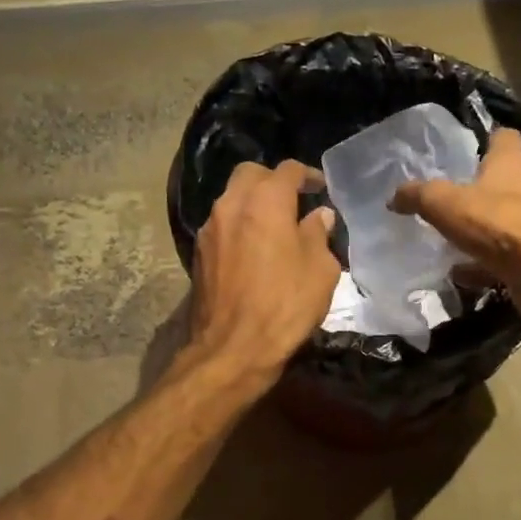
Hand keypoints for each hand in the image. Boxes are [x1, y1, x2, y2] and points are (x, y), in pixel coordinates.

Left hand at [189, 160, 339, 379]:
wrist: (234, 348)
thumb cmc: (286, 305)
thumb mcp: (321, 270)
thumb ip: (319, 235)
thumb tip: (319, 216)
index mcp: (265, 202)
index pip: (287, 170)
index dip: (307, 175)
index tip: (321, 187)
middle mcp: (231, 205)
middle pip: (250, 174)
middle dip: (273, 180)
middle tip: (294, 199)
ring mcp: (210, 229)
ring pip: (232, 199)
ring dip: (253, 203)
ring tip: (275, 225)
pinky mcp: (199, 253)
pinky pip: (222, 225)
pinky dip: (240, 225)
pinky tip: (255, 248)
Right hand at [388, 128, 520, 322]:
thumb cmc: (499, 226)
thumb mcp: (446, 205)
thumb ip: (419, 196)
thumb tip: (394, 196)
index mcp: (512, 165)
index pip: (505, 138)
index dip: (488, 140)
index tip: (470, 149)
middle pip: (507, 181)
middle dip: (483, 189)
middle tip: (453, 199)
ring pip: (507, 220)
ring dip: (484, 228)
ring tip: (454, 239)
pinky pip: (507, 256)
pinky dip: (485, 263)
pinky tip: (462, 273)